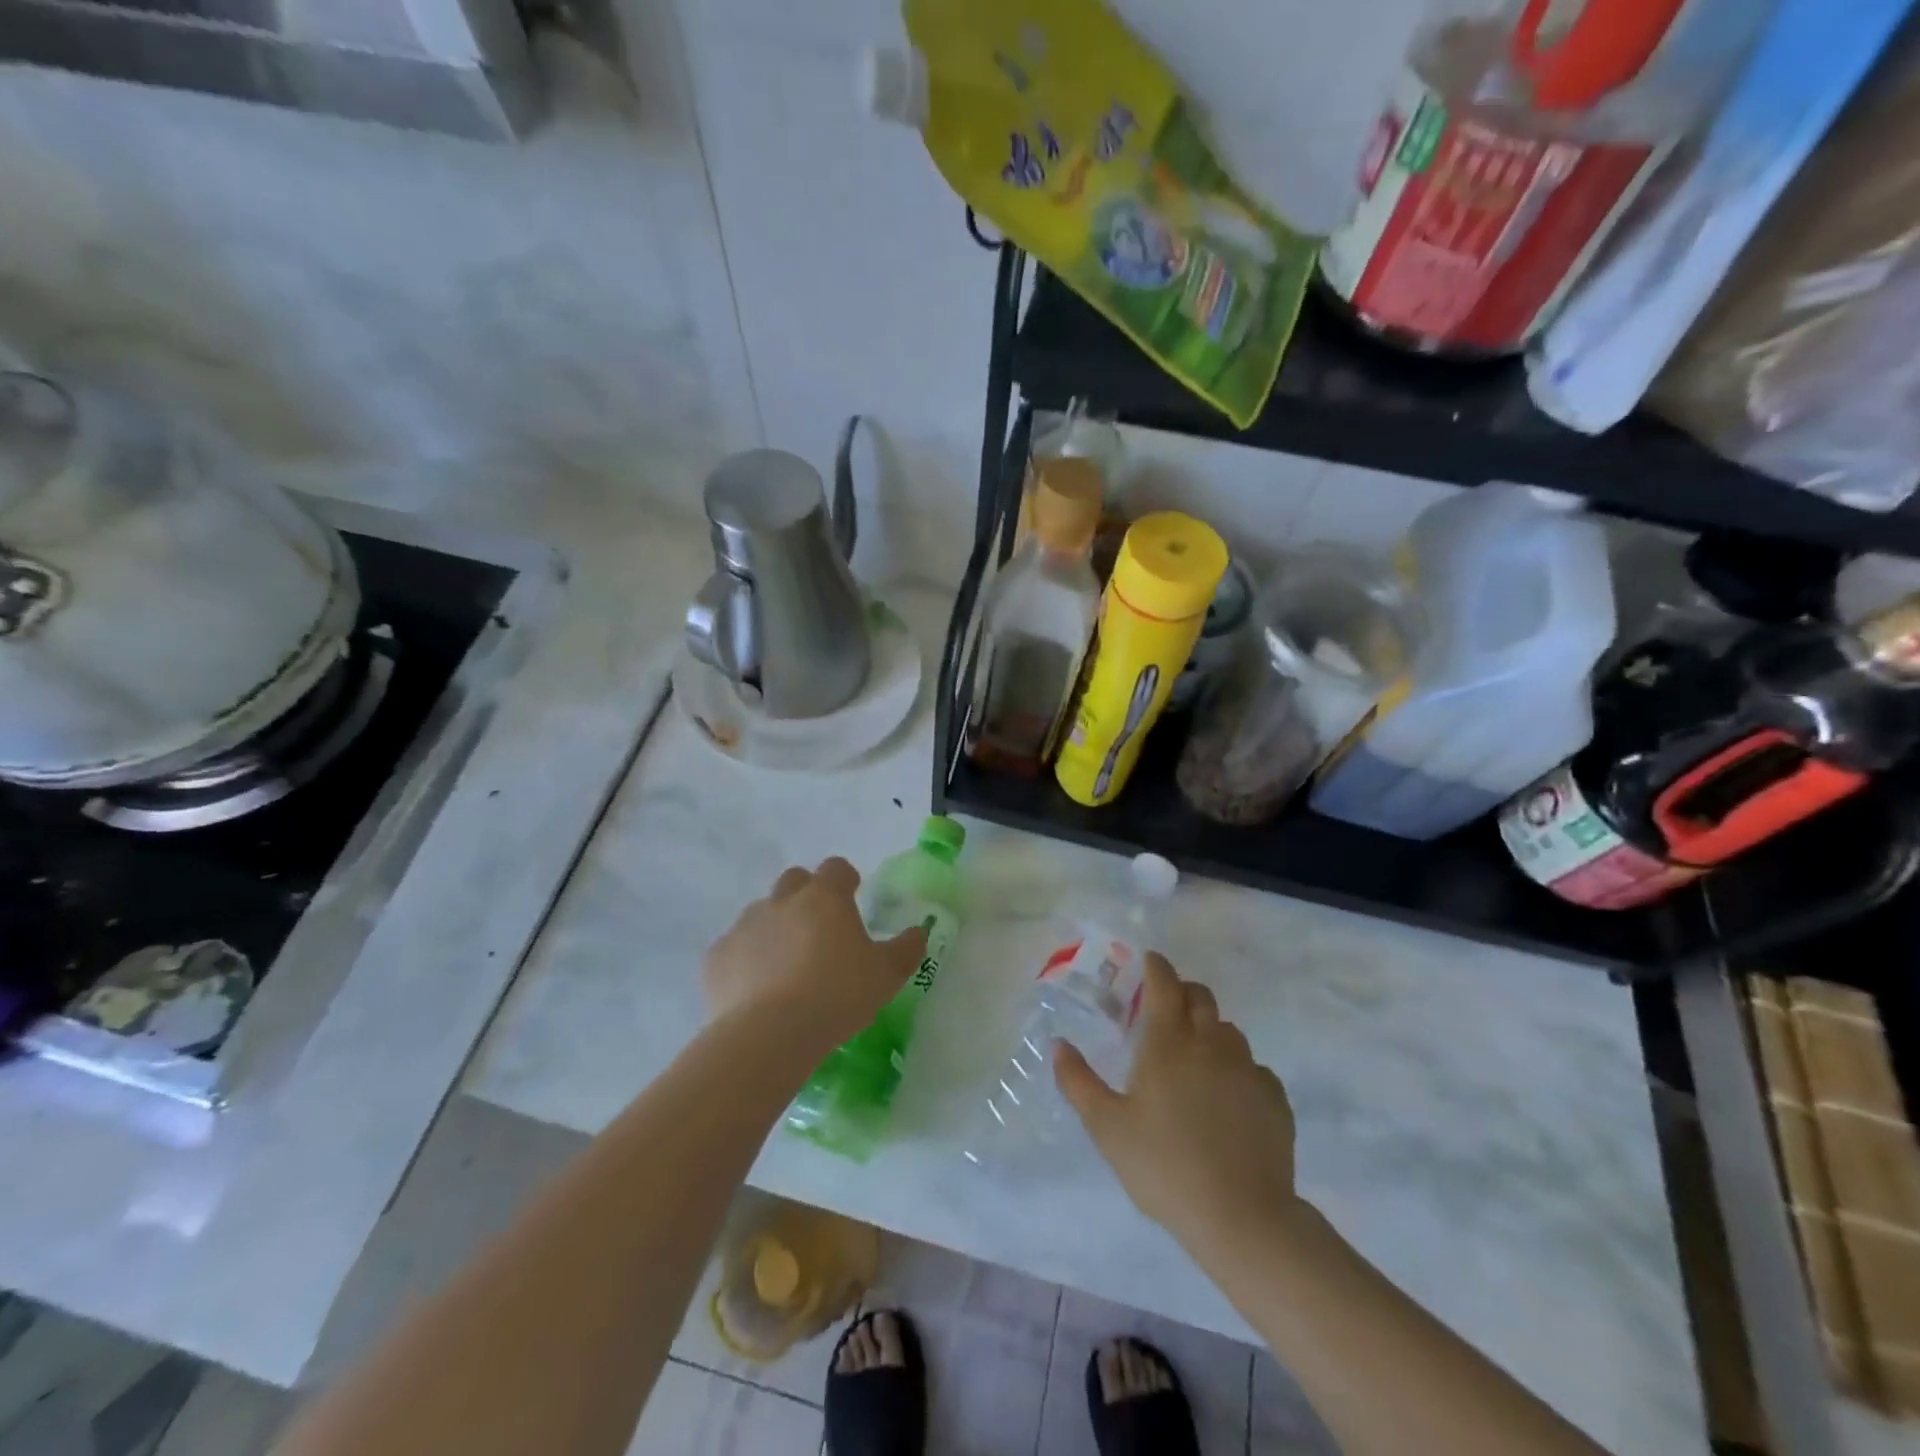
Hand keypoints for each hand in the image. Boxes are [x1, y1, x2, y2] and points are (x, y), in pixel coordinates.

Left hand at [702, 858, 927, 1050]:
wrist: (769, 1034)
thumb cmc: (837, 995)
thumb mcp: (887, 975)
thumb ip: (907, 948)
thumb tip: (919, 931)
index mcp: (825, 898)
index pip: (836, 868)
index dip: (845, 879)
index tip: (853, 896)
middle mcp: (782, 901)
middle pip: (794, 881)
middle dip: (807, 896)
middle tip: (820, 930)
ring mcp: (745, 925)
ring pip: (762, 913)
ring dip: (776, 928)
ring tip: (787, 967)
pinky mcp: (717, 956)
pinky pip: (735, 948)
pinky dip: (747, 960)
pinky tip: (756, 990)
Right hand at [1056, 954, 1300, 1254]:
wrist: (1242, 1217)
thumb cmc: (1163, 1166)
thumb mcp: (1107, 1127)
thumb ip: (1078, 1081)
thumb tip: (1059, 1044)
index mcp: (1168, 1041)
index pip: (1164, 983)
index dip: (1155, 966)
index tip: (1148, 962)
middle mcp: (1210, 1042)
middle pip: (1200, 997)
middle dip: (1181, 993)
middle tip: (1164, 1012)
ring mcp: (1248, 1068)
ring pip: (1228, 1031)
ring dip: (1209, 1031)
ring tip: (1194, 1060)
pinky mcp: (1274, 1097)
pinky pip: (1253, 1067)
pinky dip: (1236, 1069)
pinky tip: (1226, 1099)